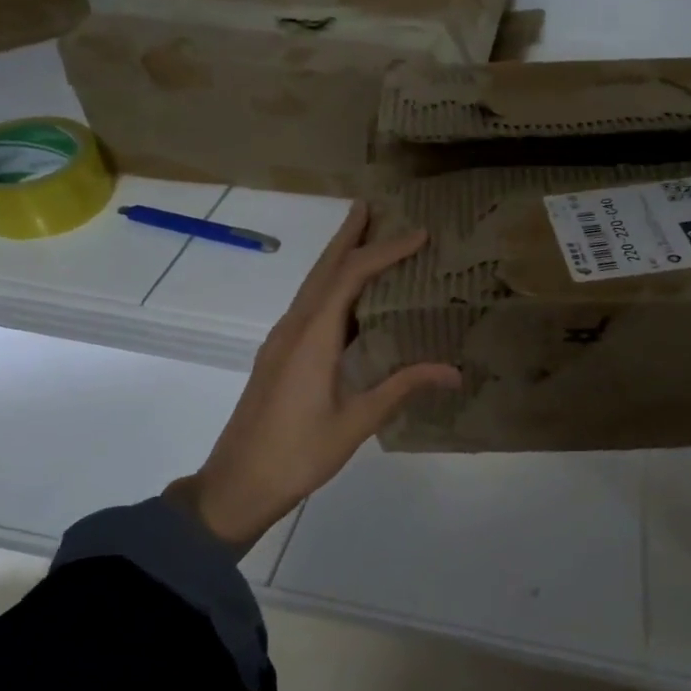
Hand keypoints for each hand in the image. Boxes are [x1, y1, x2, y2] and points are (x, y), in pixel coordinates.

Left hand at [170, 202, 461, 547]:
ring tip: (362, 237)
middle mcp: (293, 329)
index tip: (419, 234)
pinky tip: (346, 297)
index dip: (384, 251)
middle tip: (371, 206)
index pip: (350, 277)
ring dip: (337, 258)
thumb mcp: (356, 422)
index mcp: (312, 338)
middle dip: (348, 236)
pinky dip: (330, 286)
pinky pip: (308, 306)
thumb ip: (402, 388)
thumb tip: (454, 372)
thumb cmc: (298, 454)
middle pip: (323, 269)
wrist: (236, 484)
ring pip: (312, 286)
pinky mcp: (278, 356)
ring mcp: (281, 342)